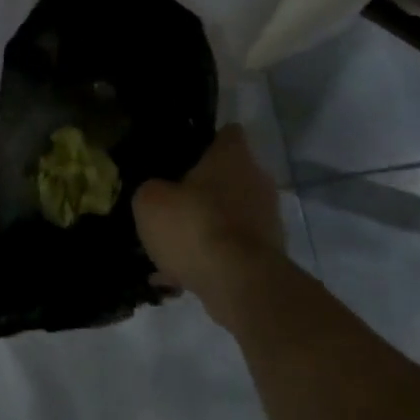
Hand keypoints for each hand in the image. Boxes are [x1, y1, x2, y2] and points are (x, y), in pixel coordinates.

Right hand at [133, 125, 283, 323]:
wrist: (241, 286)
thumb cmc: (195, 226)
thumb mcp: (150, 201)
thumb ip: (151, 189)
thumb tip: (156, 192)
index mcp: (233, 155)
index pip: (227, 133)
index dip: (206, 142)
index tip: (184, 157)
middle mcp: (257, 179)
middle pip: (229, 176)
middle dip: (203, 191)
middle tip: (173, 207)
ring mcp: (268, 219)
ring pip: (230, 215)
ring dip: (207, 227)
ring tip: (173, 250)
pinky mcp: (270, 255)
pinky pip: (234, 249)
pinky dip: (213, 259)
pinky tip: (183, 277)